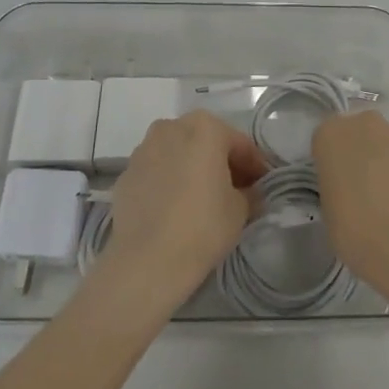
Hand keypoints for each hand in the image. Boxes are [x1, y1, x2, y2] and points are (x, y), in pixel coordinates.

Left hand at [99, 110, 269, 304]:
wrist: (146, 261)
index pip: (239, 143)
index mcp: (205, 128)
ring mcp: (144, 149)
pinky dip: (169, 181)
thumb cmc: (202, 227)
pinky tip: (175, 207)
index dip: (254, 165)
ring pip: (178, 153)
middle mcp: (171, 127)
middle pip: (205, 141)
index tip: (262, 185)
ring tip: (203, 198)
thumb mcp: (240, 210)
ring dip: (192, 167)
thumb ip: (249, 193)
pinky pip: (157, 171)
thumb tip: (248, 192)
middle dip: (221, 161)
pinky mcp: (126, 173)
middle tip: (236, 189)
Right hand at [313, 110, 388, 298]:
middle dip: (360, 155)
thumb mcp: (328, 212)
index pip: (325, 141)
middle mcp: (364, 125)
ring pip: (387, 145)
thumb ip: (335, 188)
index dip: (331, 164)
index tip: (336, 186)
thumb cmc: (356, 228)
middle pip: (359, 134)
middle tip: (361, 190)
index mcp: (331, 134)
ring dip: (386, 163)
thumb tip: (348, 191)